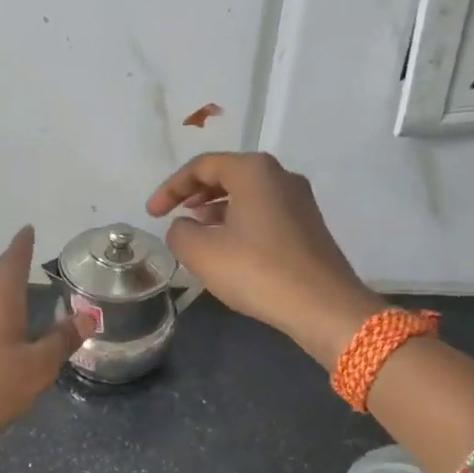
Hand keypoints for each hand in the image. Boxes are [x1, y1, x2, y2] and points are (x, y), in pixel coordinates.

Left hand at [0, 226, 91, 447]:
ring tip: (21, 289)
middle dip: (13, 265)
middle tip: (28, 255)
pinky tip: (4, 328)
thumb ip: (61, 340)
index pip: (13, 262)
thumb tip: (87, 314)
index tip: (28, 229)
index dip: (23, 245)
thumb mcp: (37, 366)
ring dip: (4, 290)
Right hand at [147, 151, 380, 365]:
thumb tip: (183, 227)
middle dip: (195, 193)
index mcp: (254, 170)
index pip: (202, 166)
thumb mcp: (202, 253)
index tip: (152, 213)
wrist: (322, 306)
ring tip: (197, 229)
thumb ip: (179, 233)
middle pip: (228, 173)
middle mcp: (280, 175)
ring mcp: (300, 200)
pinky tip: (228, 246)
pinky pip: (264, 211)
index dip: (171, 188)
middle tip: (173, 213)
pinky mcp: (308, 225)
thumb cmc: (257, 271)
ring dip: (217, 207)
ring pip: (248, 193)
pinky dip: (239, 220)